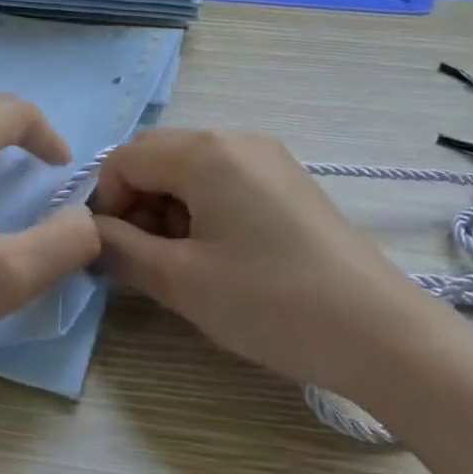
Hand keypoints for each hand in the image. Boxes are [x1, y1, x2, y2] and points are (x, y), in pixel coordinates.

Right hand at [91, 129, 444, 396]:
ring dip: (170, 208)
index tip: (116, 253)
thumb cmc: (271, 302)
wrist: (381, 334)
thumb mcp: (181, 281)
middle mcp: (235, 139)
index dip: (108, 203)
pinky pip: (225, 180)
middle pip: (158, 157)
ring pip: (191, 169)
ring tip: (187, 264)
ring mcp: (268, 157)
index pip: (125, 159)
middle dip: (138, 204)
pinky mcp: (289, 181)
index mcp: (205, 152)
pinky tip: (222, 255)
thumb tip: (91, 232)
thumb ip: (121, 249)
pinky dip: (204, 209)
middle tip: (148, 260)